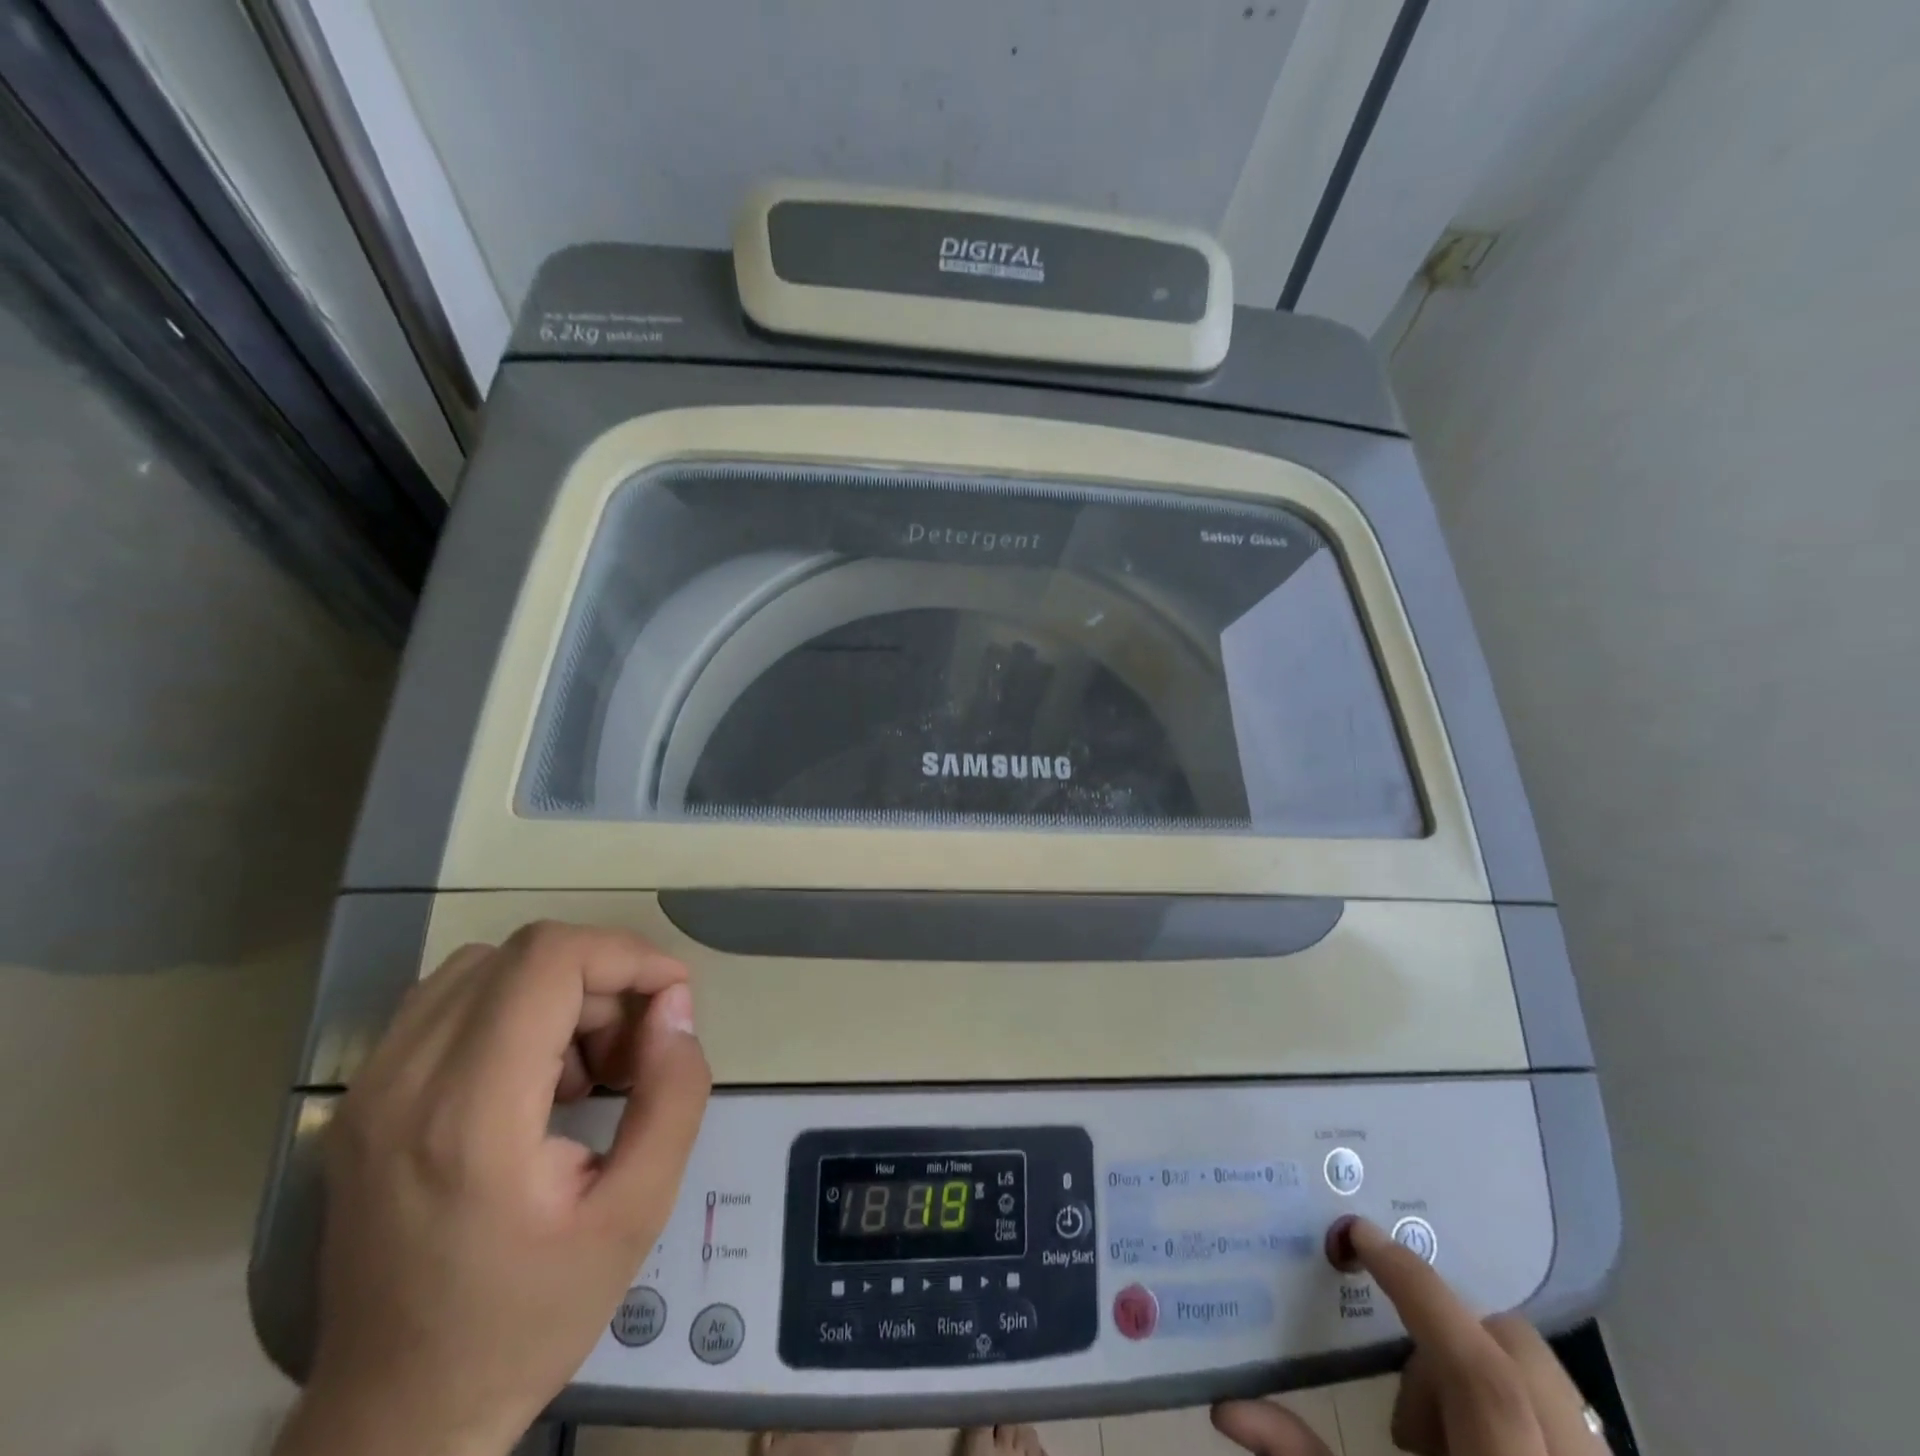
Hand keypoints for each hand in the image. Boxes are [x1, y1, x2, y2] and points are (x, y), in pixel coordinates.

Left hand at [275, 923, 712, 1455]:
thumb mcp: (636, 1212)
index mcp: (470, 1115)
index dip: (626, 956)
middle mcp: (404, 1082)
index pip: (549, 960)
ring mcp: (369, 1089)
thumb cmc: (526, 1318)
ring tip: (586, 1066)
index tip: (673, 998)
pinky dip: (511, 1007)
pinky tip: (534, 1076)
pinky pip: (449, 1002)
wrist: (395, 1419)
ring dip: (557, 991)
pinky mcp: (361, 1100)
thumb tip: (675, 1006)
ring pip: (485, 966)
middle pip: (523, 953)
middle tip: (636, 1048)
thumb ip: (673, 1095)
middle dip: (602, 977)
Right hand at [1212, 1219, 1605, 1455]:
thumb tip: (1228, 1410)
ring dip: (1479, 1377)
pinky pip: (1562, 1415)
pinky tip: (1473, 1452)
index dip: (1417, 1290)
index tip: (1360, 1236)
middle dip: (1445, 1338)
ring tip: (1440, 1444)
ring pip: (1543, 1377)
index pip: (1478, 1370)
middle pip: (1514, 1350)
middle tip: (1405, 1404)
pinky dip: (1509, 1408)